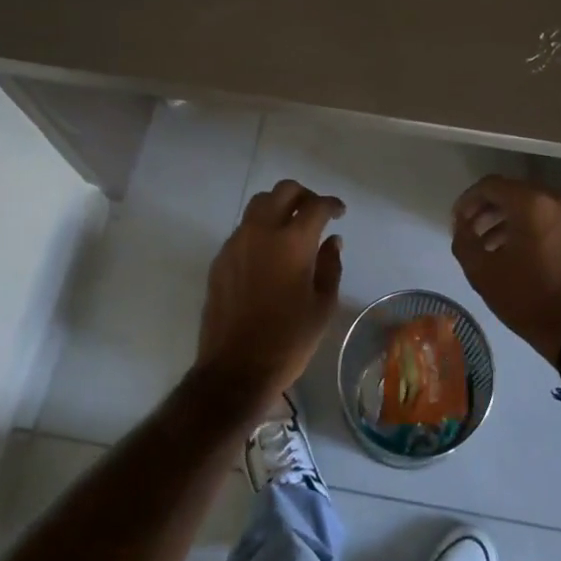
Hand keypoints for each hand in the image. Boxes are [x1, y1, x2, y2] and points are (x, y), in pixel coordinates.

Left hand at [196, 179, 345, 408]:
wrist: (235, 369)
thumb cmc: (288, 340)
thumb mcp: (322, 306)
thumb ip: (330, 266)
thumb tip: (332, 241)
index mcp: (293, 242)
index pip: (316, 206)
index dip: (332, 204)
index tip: (339, 212)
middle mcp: (262, 232)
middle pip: (283, 191)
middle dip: (304, 195)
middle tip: (315, 212)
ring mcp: (236, 243)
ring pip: (259, 205)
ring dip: (278, 206)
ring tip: (291, 227)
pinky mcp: (220, 259)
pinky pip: (243, 229)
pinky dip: (260, 229)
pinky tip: (268, 253)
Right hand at [450, 176, 560, 366]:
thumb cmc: (528, 299)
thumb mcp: (481, 272)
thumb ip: (464, 239)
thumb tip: (462, 224)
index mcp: (532, 203)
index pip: (490, 185)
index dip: (467, 201)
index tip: (456, 221)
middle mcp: (556, 200)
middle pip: (512, 192)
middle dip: (487, 210)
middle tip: (469, 232)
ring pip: (531, 206)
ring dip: (506, 220)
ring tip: (487, 246)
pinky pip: (548, 219)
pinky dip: (528, 227)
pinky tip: (513, 252)